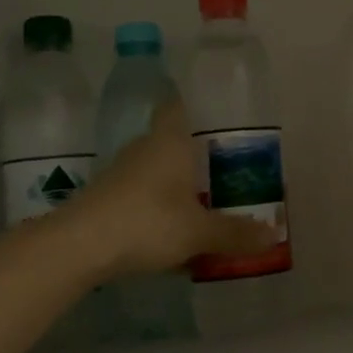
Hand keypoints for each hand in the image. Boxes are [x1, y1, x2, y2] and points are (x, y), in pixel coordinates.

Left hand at [63, 101, 277, 277]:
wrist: (78, 247)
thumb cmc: (147, 222)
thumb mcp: (199, 231)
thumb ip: (235, 232)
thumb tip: (274, 235)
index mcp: (170, 141)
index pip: (178, 106)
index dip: (194, 105)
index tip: (215, 114)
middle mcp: (144, 149)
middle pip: (171, 140)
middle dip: (194, 153)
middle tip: (224, 167)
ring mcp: (120, 175)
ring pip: (155, 170)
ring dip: (174, 183)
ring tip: (204, 202)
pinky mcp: (105, 201)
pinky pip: (140, 196)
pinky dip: (157, 207)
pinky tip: (172, 233)